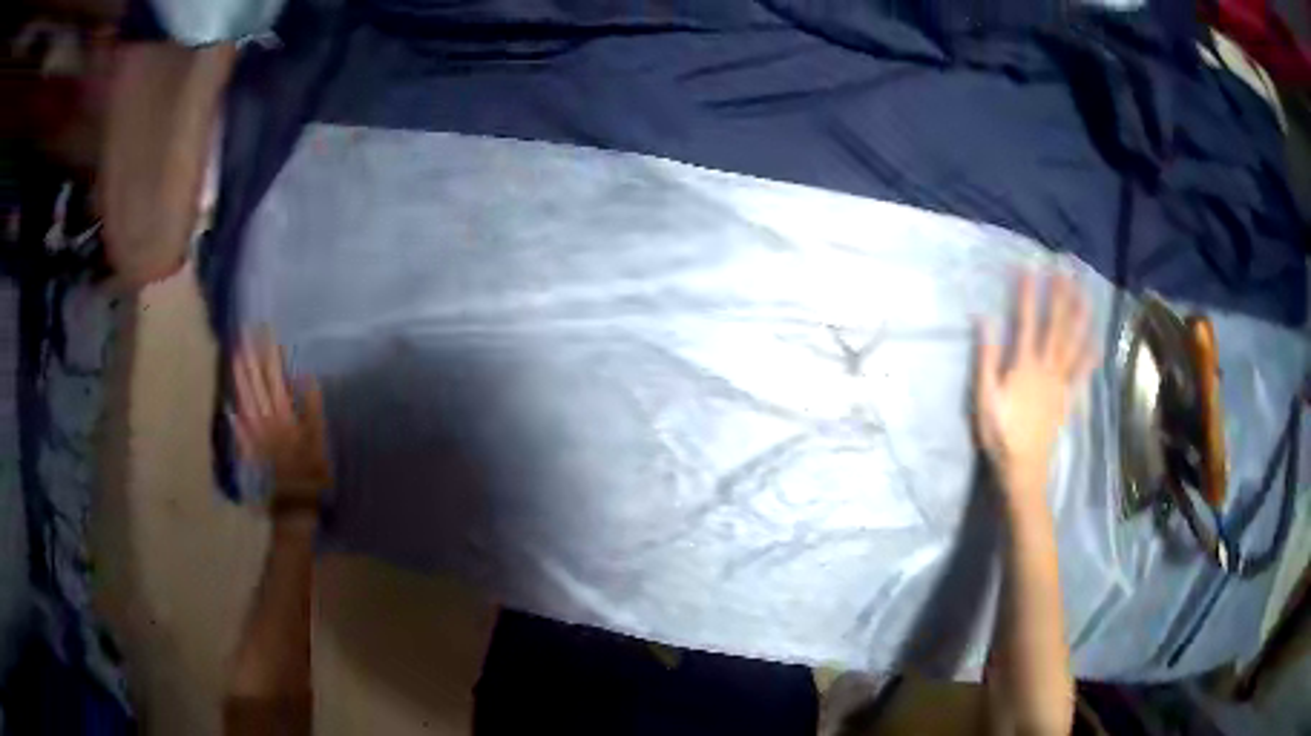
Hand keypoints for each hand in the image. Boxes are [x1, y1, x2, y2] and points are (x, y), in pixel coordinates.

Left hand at [230, 332, 331, 513]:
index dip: (269, 355)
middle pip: (255, 385)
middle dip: (250, 359)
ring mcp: (255, 436)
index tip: (266, 333)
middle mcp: (265, 421)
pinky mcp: (250, 451)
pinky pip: (238, 429)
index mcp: (284, 416)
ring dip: (239, 378)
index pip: (275, 377)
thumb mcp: (319, 442)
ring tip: (235, 356)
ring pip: (245, 401)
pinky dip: (232, 415)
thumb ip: (312, 409)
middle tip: (244, 335)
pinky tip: (227, 403)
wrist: (294, 507)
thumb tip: (306, 377)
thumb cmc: (312, 475)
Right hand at [974, 272, 1096, 505]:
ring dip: (1079, 315)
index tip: (1029, 267)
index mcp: (1024, 365)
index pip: (1027, 321)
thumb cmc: (1000, 435)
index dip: (1028, 293)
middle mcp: (1046, 367)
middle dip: (1060, 295)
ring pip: (1073, 342)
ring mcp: (1060, 382)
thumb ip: (986, 359)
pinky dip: (1090, 355)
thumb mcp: (984, 398)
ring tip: (1085, 292)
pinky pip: (1081, 372)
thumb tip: (984, 320)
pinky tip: (1096, 340)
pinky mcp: (1067, 397)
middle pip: (1056, 325)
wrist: (1024, 468)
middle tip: (1066, 268)